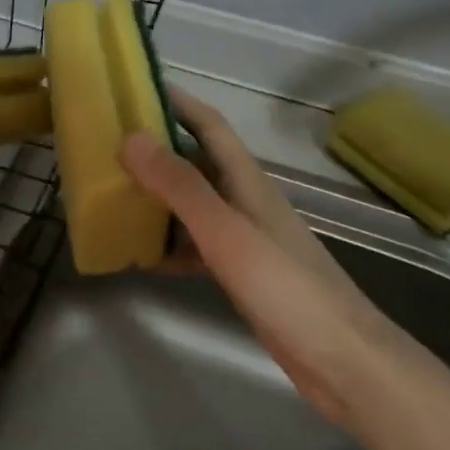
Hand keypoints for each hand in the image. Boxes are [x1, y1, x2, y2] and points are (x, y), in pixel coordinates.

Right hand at [121, 87, 385, 422]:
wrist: (343, 362)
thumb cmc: (285, 288)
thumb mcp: (226, 232)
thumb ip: (180, 186)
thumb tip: (132, 138)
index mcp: (246, 180)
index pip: (209, 124)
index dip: (177, 102)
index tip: (136, 87)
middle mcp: (244, 200)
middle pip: (195, 162)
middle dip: (155, 150)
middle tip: (107, 147)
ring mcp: (244, 237)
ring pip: (193, 204)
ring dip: (157, 198)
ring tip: (112, 197)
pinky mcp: (242, 271)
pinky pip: (196, 245)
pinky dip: (170, 244)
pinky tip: (142, 256)